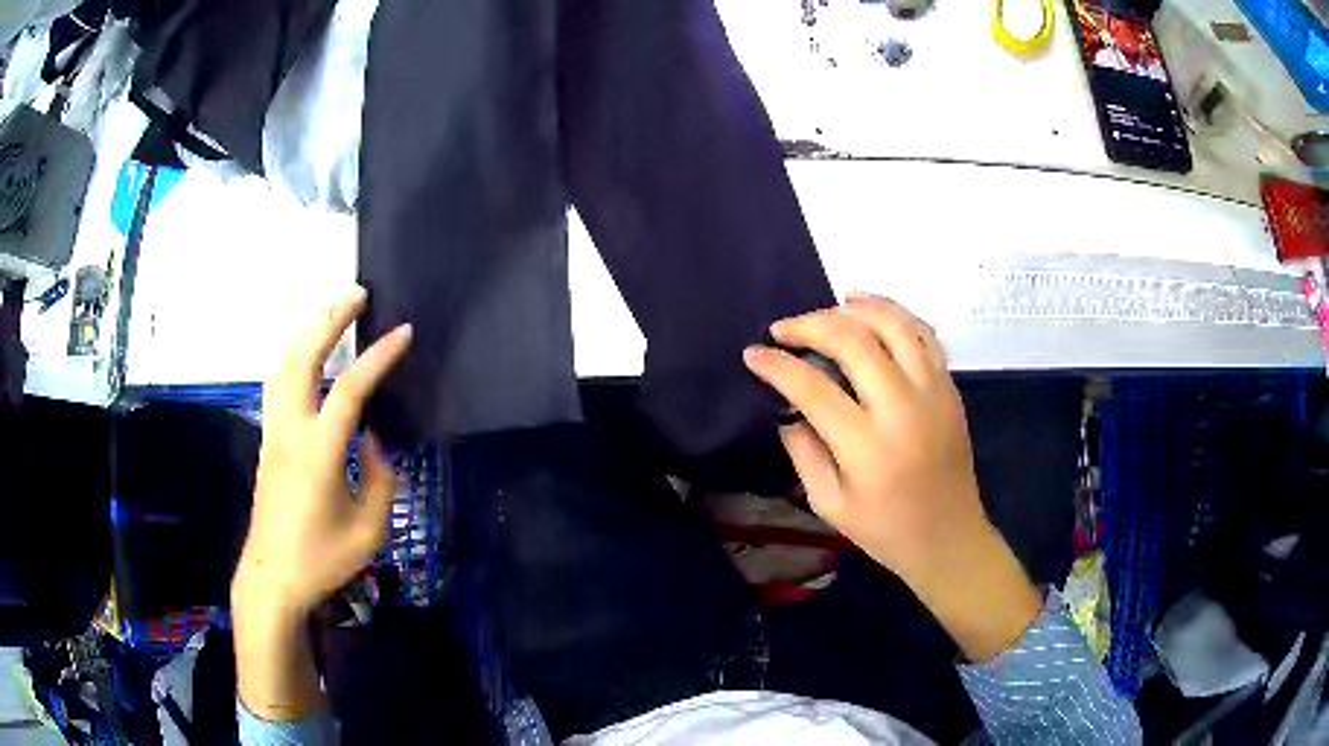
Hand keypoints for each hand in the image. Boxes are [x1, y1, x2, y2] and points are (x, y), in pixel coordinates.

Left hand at [232, 285, 411, 719]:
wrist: (272, 578)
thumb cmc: (322, 559)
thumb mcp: (367, 530)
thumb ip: (379, 480)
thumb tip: (374, 442)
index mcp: (320, 450)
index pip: (350, 388)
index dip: (378, 357)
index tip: (403, 332)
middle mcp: (291, 429)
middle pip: (304, 357)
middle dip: (331, 319)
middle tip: (357, 294)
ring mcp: (274, 432)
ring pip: (283, 365)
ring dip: (307, 331)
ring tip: (331, 313)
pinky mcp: (268, 442)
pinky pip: (277, 383)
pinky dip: (294, 356)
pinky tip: (305, 356)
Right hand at [744, 293, 1040, 660]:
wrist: (949, 538)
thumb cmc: (885, 530)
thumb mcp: (829, 505)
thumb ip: (803, 453)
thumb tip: (788, 408)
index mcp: (867, 447)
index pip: (813, 387)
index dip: (777, 365)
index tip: (754, 353)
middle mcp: (902, 409)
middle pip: (854, 342)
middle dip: (811, 325)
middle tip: (785, 329)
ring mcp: (933, 393)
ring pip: (895, 326)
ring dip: (858, 308)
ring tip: (831, 306)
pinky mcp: (950, 389)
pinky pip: (924, 336)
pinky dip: (897, 315)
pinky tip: (873, 312)